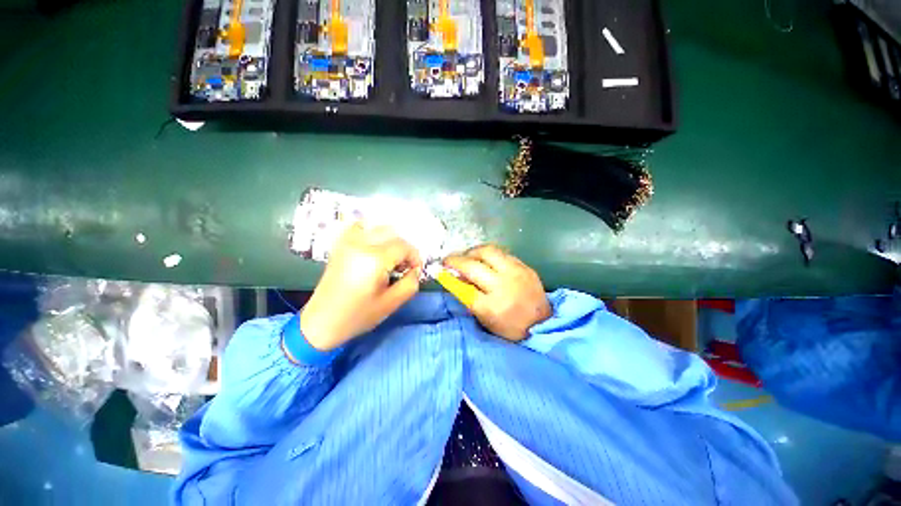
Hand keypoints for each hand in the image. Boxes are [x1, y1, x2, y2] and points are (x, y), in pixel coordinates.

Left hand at [300, 223, 422, 350]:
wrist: (321, 322)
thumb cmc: (358, 316)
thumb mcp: (392, 303)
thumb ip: (411, 283)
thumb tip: (415, 270)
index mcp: (374, 258)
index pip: (404, 246)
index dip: (415, 257)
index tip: (415, 271)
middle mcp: (360, 243)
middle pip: (393, 234)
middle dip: (404, 249)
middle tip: (404, 268)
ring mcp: (348, 241)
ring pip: (379, 228)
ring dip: (391, 241)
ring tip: (390, 259)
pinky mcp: (340, 244)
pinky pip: (361, 228)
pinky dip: (373, 233)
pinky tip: (375, 248)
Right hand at [444, 245, 550, 341]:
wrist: (543, 323)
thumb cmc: (510, 328)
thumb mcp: (485, 319)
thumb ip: (469, 298)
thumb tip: (455, 278)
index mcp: (491, 306)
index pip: (463, 287)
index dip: (448, 276)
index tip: (439, 269)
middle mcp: (503, 286)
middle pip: (473, 265)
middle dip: (455, 259)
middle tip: (449, 260)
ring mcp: (516, 273)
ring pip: (487, 251)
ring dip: (472, 252)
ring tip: (467, 256)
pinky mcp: (524, 266)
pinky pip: (502, 253)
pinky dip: (488, 255)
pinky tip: (485, 259)